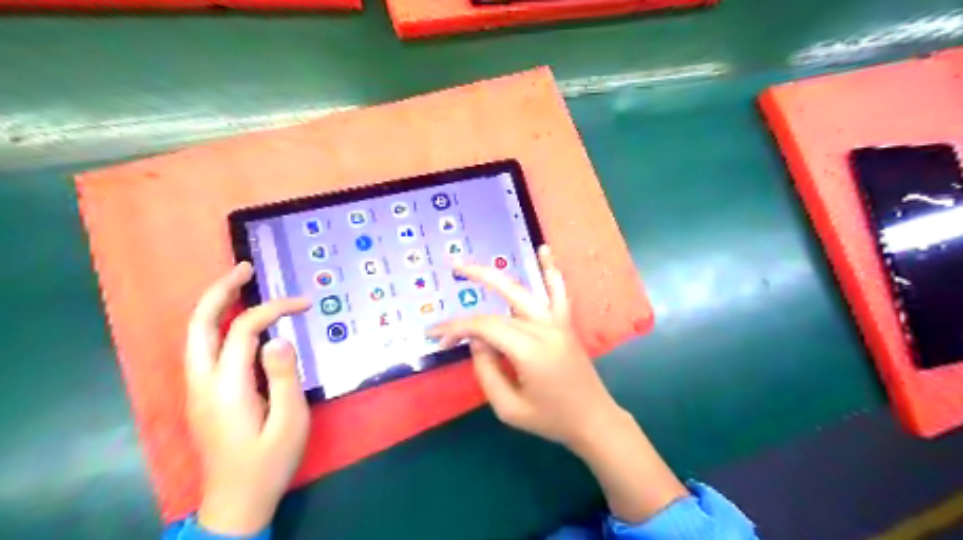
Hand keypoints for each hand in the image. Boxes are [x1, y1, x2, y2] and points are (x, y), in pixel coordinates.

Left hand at [184, 262, 311, 536]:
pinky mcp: (203, 396)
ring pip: (196, 335)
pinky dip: (219, 325)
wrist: (236, 502)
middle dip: (220, 291)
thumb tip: (279, 337)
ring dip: (216, 305)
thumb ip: (284, 377)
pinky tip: (239, 321)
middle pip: (199, 324)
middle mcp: (202, 383)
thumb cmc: (269, 462)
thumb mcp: (290, 421)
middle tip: (245, 268)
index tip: (304, 305)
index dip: (273, 309)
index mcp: (226, 388)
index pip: (243, 330)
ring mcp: (197, 390)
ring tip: (241, 285)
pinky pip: (204, 349)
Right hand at [427, 247, 619, 448]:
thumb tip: (476, 341)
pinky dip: (551, 271)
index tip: (435, 334)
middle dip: (476, 280)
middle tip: (452, 268)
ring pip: (525, 291)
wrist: (593, 420)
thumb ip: (486, 371)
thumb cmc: (550, 420)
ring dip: (500, 274)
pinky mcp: (566, 323)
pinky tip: (544, 250)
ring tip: (482, 259)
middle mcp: (544, 329)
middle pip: (502, 301)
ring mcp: (557, 323)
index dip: (457, 327)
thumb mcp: (508, 408)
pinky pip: (558, 292)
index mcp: (529, 351)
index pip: (485, 327)